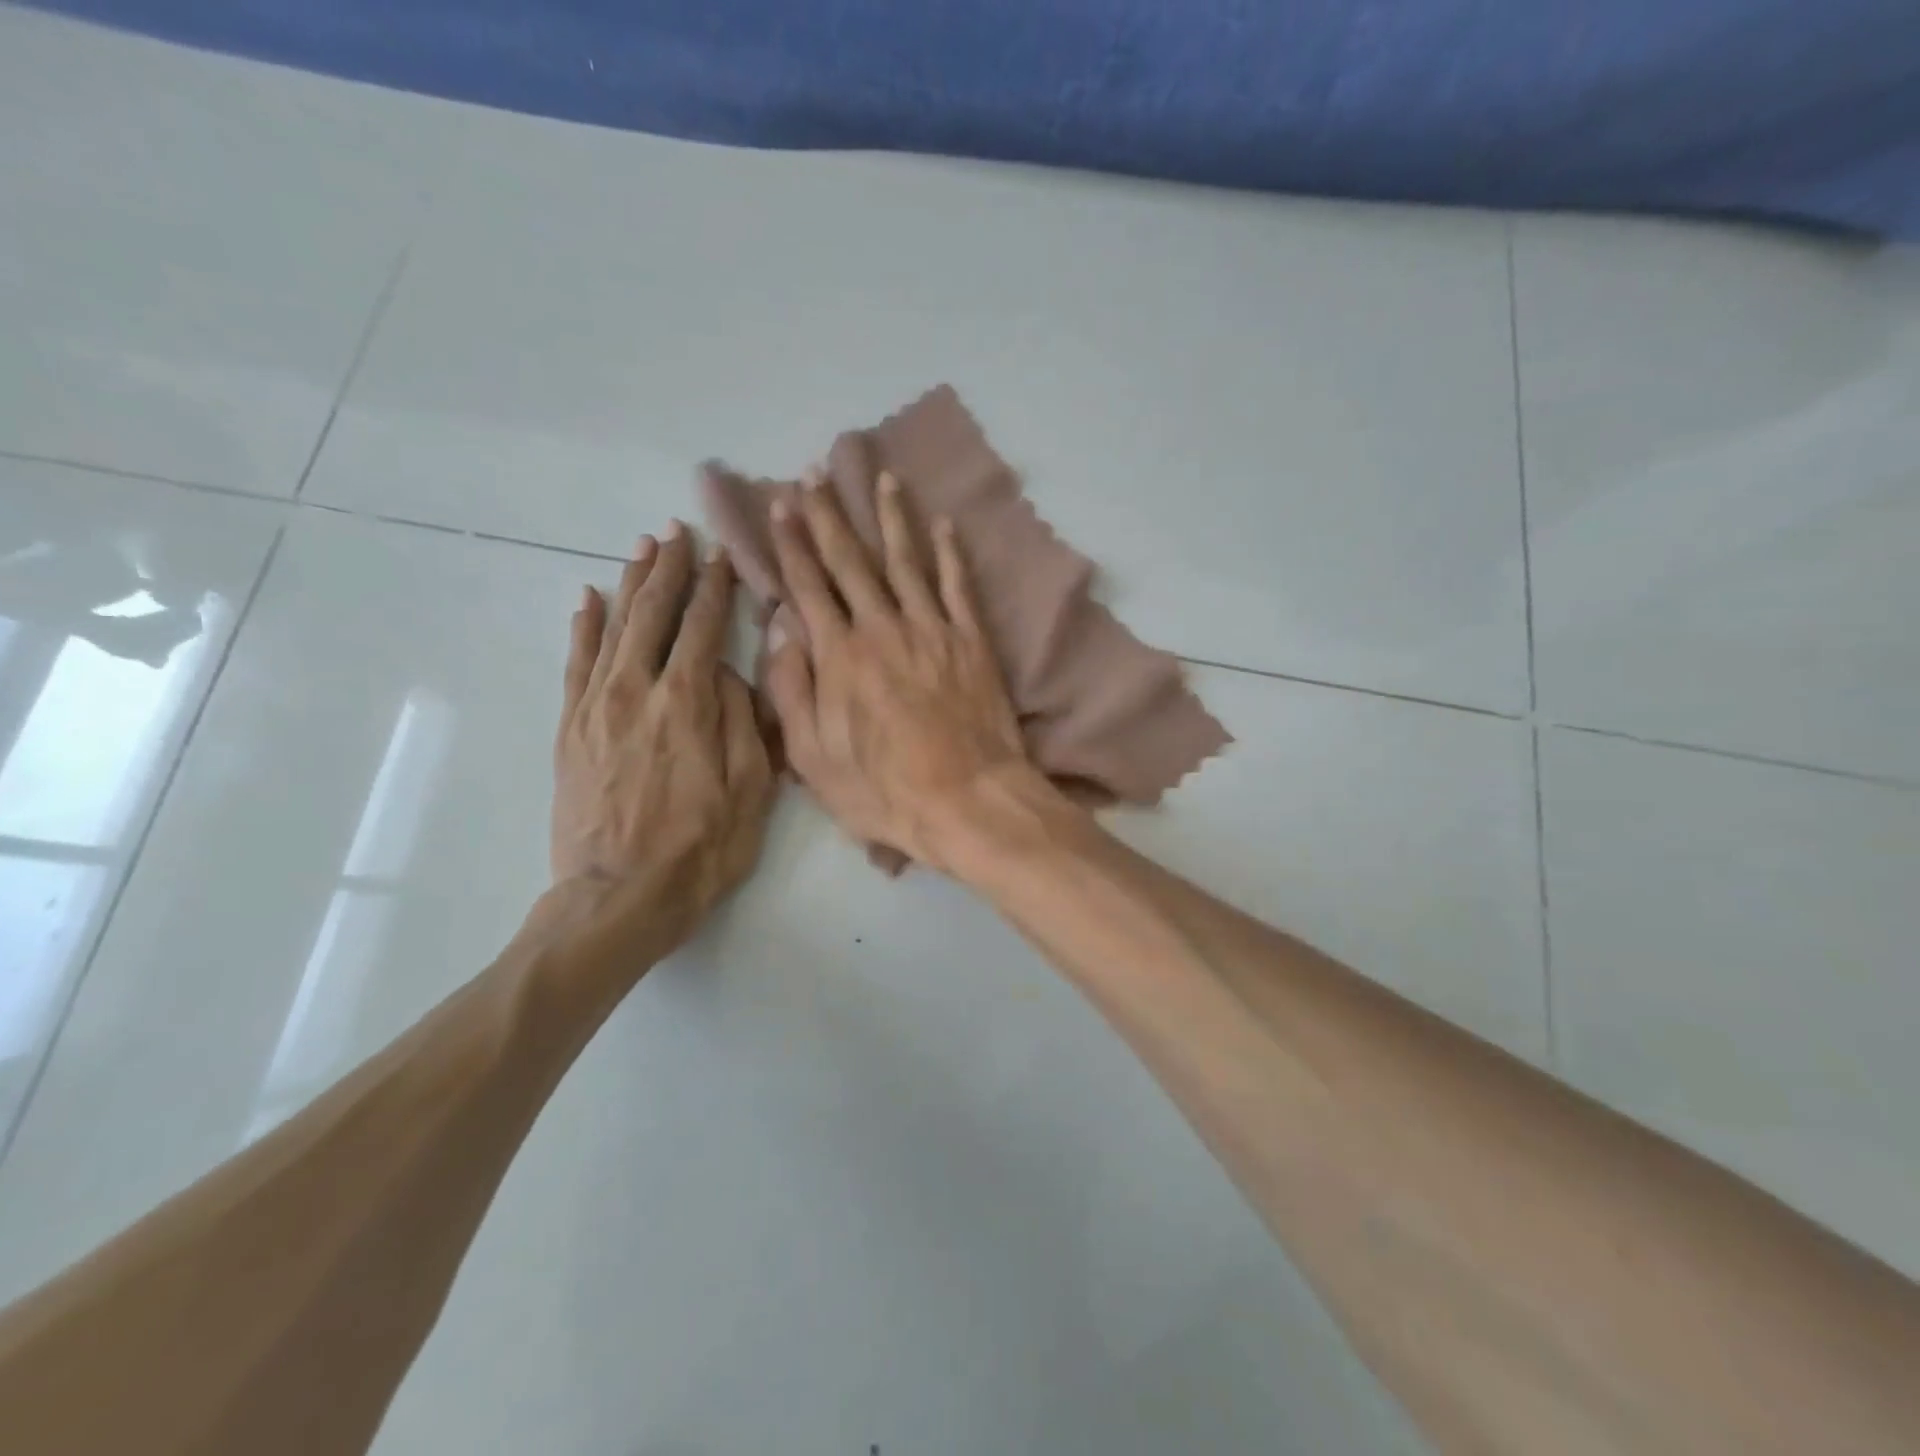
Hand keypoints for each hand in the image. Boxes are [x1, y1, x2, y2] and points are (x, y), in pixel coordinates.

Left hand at [551, 524, 775, 961]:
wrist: (619, 897)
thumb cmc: (701, 848)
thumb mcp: (750, 788)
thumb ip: (743, 719)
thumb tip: (728, 670)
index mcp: (687, 703)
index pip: (702, 627)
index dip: (714, 588)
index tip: (722, 555)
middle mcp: (636, 691)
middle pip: (653, 614)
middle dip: (668, 569)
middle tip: (678, 531)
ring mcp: (596, 708)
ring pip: (612, 628)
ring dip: (629, 584)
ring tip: (641, 549)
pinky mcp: (570, 730)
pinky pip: (575, 664)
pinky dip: (584, 628)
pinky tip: (589, 600)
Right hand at [762, 471, 1031, 871]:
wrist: (968, 800)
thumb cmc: (883, 790)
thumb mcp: (812, 757)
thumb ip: (791, 688)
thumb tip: (779, 627)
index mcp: (839, 655)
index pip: (808, 585)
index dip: (792, 543)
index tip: (781, 505)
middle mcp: (883, 628)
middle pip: (851, 561)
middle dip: (830, 515)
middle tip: (816, 474)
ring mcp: (932, 630)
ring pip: (906, 561)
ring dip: (891, 516)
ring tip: (882, 477)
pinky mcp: (972, 641)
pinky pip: (958, 586)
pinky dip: (950, 553)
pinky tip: (944, 524)